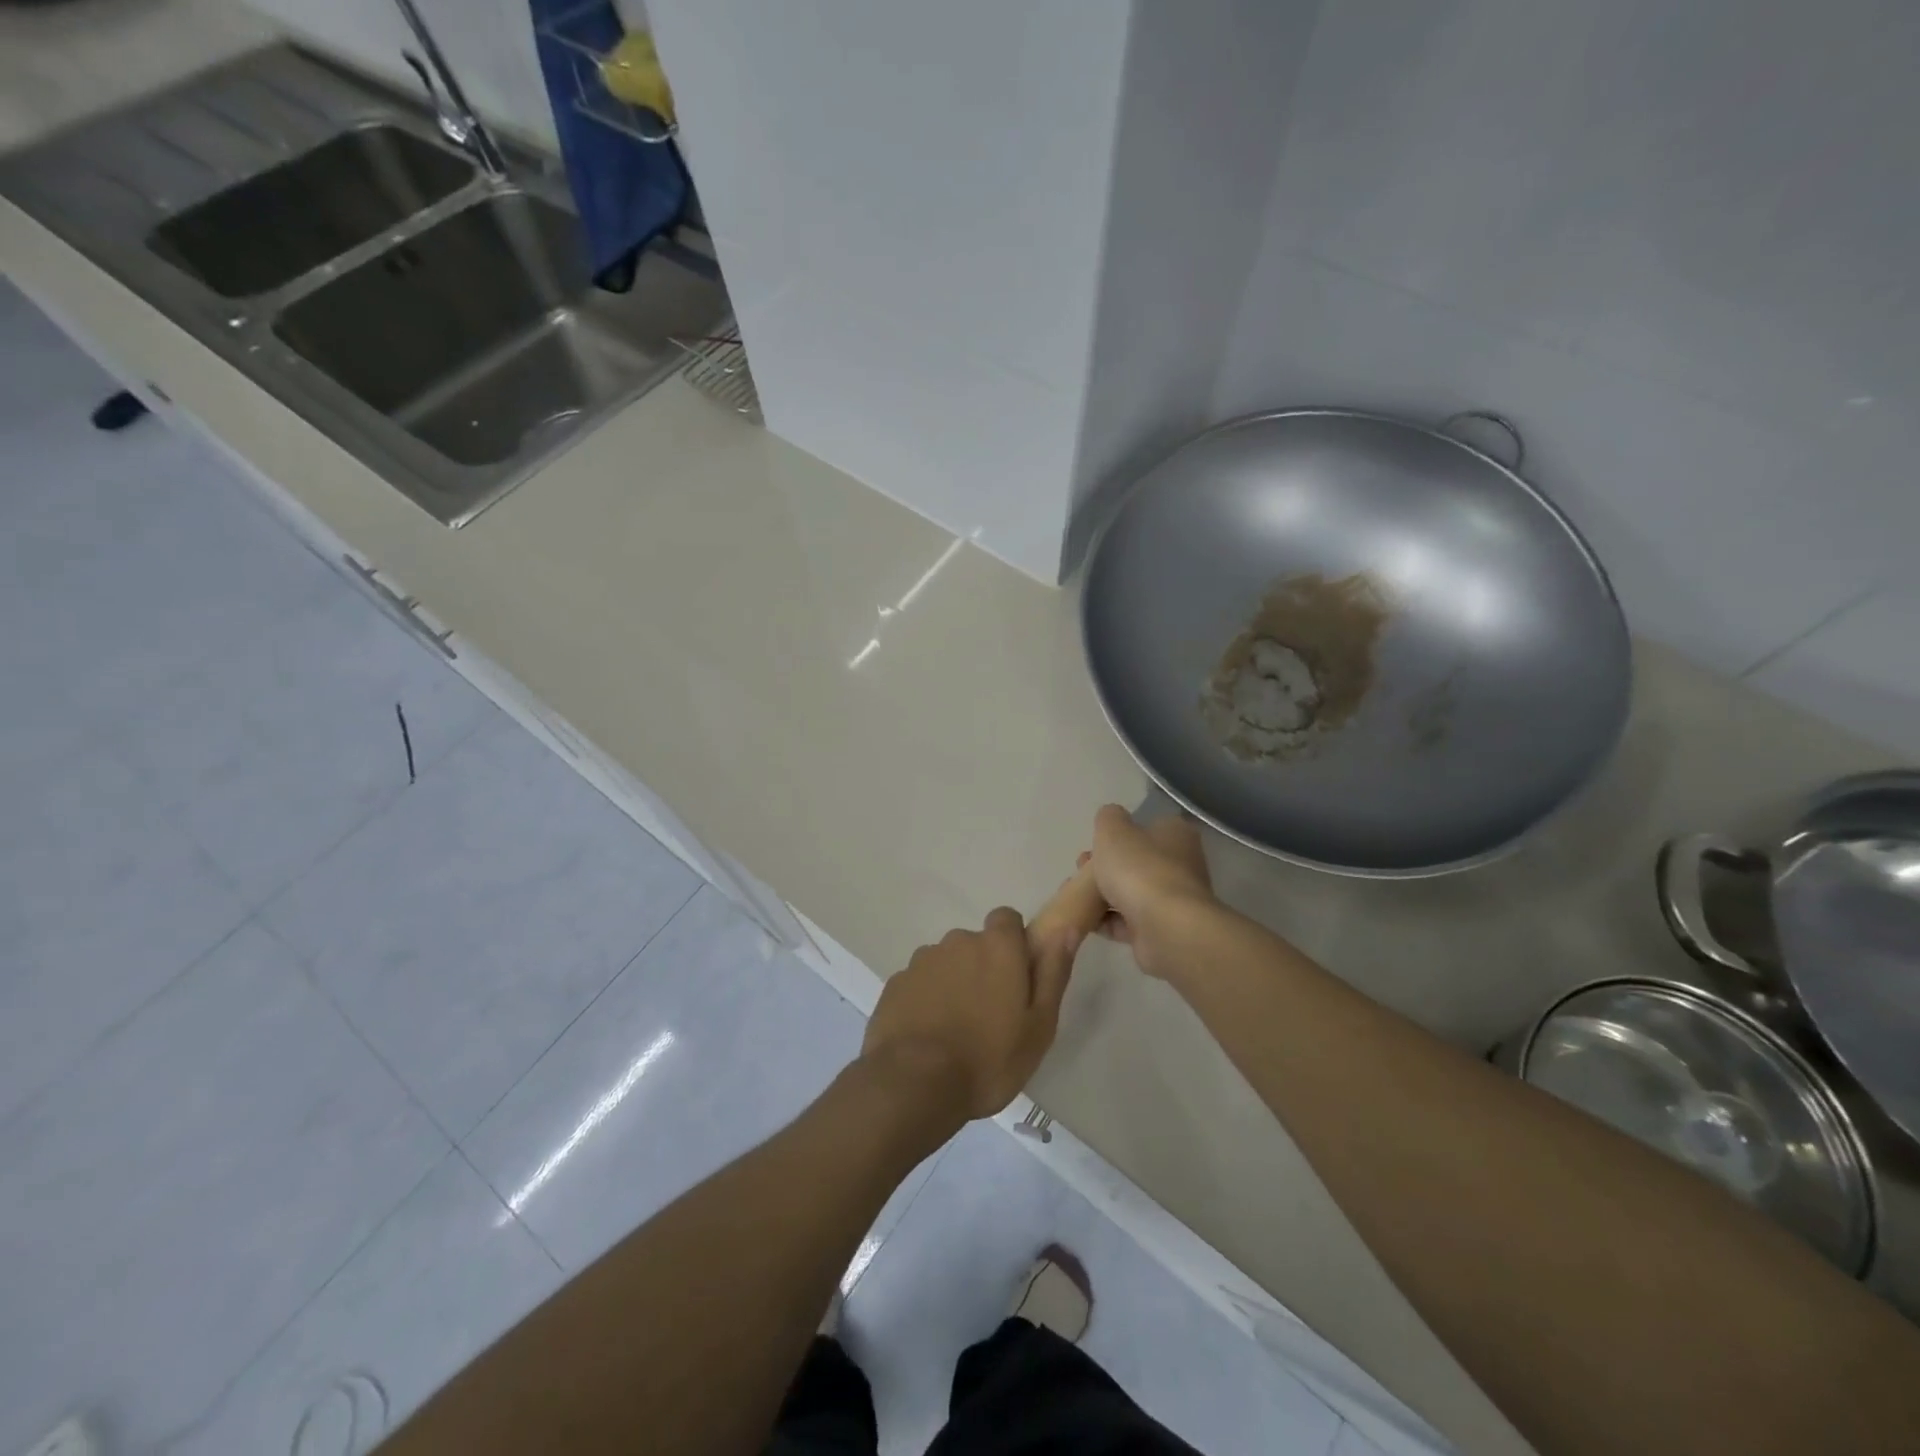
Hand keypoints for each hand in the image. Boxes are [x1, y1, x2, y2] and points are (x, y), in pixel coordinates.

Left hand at [861, 908, 1076, 1122]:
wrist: (914, 1083)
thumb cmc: (989, 1059)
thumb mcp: (1038, 1025)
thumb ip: (1053, 973)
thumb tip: (1066, 930)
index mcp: (997, 947)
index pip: (1007, 919)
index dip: (1013, 943)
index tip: (1016, 977)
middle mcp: (958, 941)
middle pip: (975, 944)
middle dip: (982, 968)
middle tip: (989, 1014)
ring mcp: (922, 961)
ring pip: (946, 963)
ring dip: (953, 984)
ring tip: (956, 1030)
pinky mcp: (896, 983)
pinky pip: (919, 983)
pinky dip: (925, 999)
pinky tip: (928, 1035)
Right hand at [1082, 804, 1215, 980]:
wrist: (1165, 928)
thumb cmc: (1140, 870)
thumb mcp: (1114, 830)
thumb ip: (1109, 818)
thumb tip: (1111, 818)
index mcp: (1176, 835)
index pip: (1148, 827)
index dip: (1119, 834)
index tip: (1093, 843)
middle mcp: (1181, 865)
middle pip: (1137, 862)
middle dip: (1105, 866)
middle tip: (1079, 869)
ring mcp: (1173, 900)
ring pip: (1131, 892)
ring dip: (1103, 894)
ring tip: (1074, 896)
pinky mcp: (1162, 930)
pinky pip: (1129, 922)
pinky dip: (1107, 920)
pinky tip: (1085, 919)